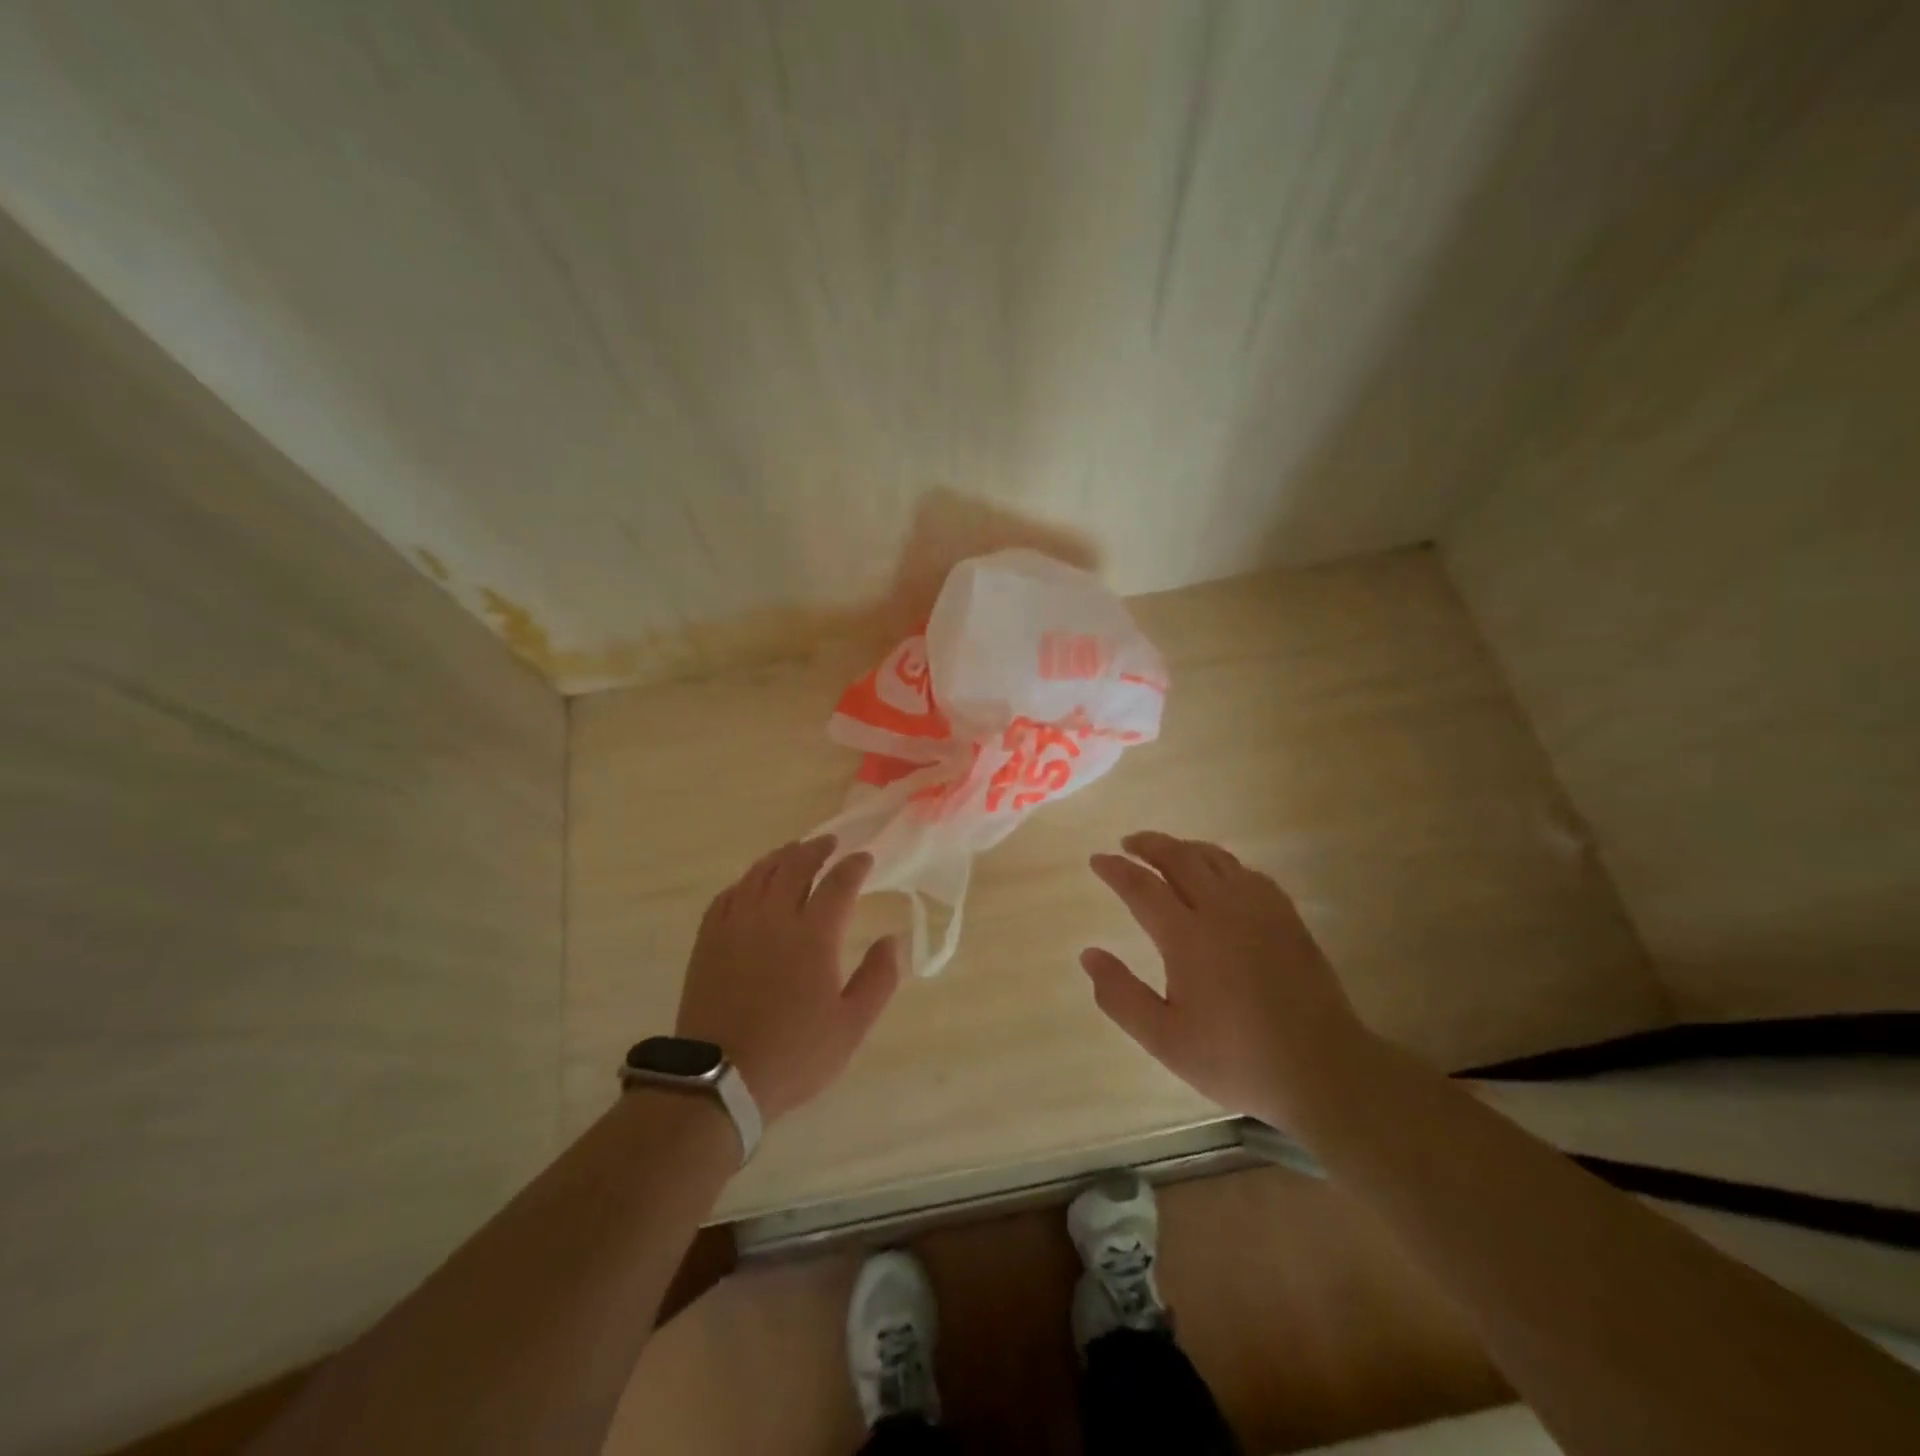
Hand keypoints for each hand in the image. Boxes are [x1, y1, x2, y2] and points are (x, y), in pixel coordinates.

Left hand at [676, 836, 899, 1123]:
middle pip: (796, 865)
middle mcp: (774, 918)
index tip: (865, 859)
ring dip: (782, 857)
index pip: (839, 883)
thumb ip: (879, 978)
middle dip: (817, 849)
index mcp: (813, 935)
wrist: (719, 1080)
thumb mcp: (852, 1026)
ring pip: (760, 874)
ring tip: (794, 852)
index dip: (855, 866)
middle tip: (831, 843)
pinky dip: (747, 881)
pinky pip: (729, 895)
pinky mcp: (709, 940)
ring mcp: (736, 925)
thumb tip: (893, 939)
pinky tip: (752, 884)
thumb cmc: (794, 1054)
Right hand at [1082, 831, 1372, 1129]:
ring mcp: (1260, 909)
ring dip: (1184, 848)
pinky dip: (1222, 863)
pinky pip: (1248, 872)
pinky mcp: (1287, 918)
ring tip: (1167, 852)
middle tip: (1128, 843)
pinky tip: (1220, 875)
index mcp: (1187, 937)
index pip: (1142, 886)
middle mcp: (1222, 910)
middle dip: (1149, 844)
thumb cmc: (1236, 1059)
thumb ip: (1120, 995)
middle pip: (1180, 857)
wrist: (1323, 1071)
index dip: (1116, 869)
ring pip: (1216, 858)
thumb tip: (1088, 955)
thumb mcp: (1164, 1040)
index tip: (1097, 859)